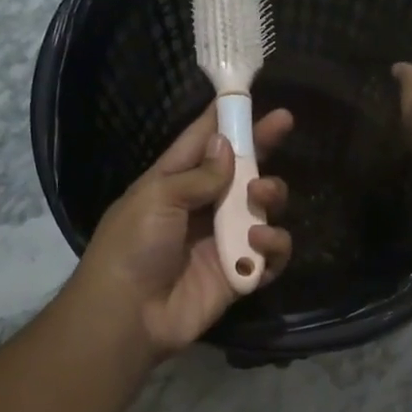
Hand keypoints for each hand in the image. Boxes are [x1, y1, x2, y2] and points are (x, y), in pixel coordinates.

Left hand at [72, 104, 294, 358]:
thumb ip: (199, 174)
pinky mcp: (240, 272)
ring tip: (261, 199)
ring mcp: (224, 240)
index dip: (227, 117)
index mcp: (175, 182)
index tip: (253, 96)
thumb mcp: (157, 197)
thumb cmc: (132, 247)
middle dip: (263, 147)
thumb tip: (227, 144)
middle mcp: (203, 206)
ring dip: (271, 196)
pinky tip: (259, 243)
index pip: (204, 141)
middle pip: (243, 170)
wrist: (128, 315)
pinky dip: (274, 245)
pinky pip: (271, 254)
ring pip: (264, 208)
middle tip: (283, 127)